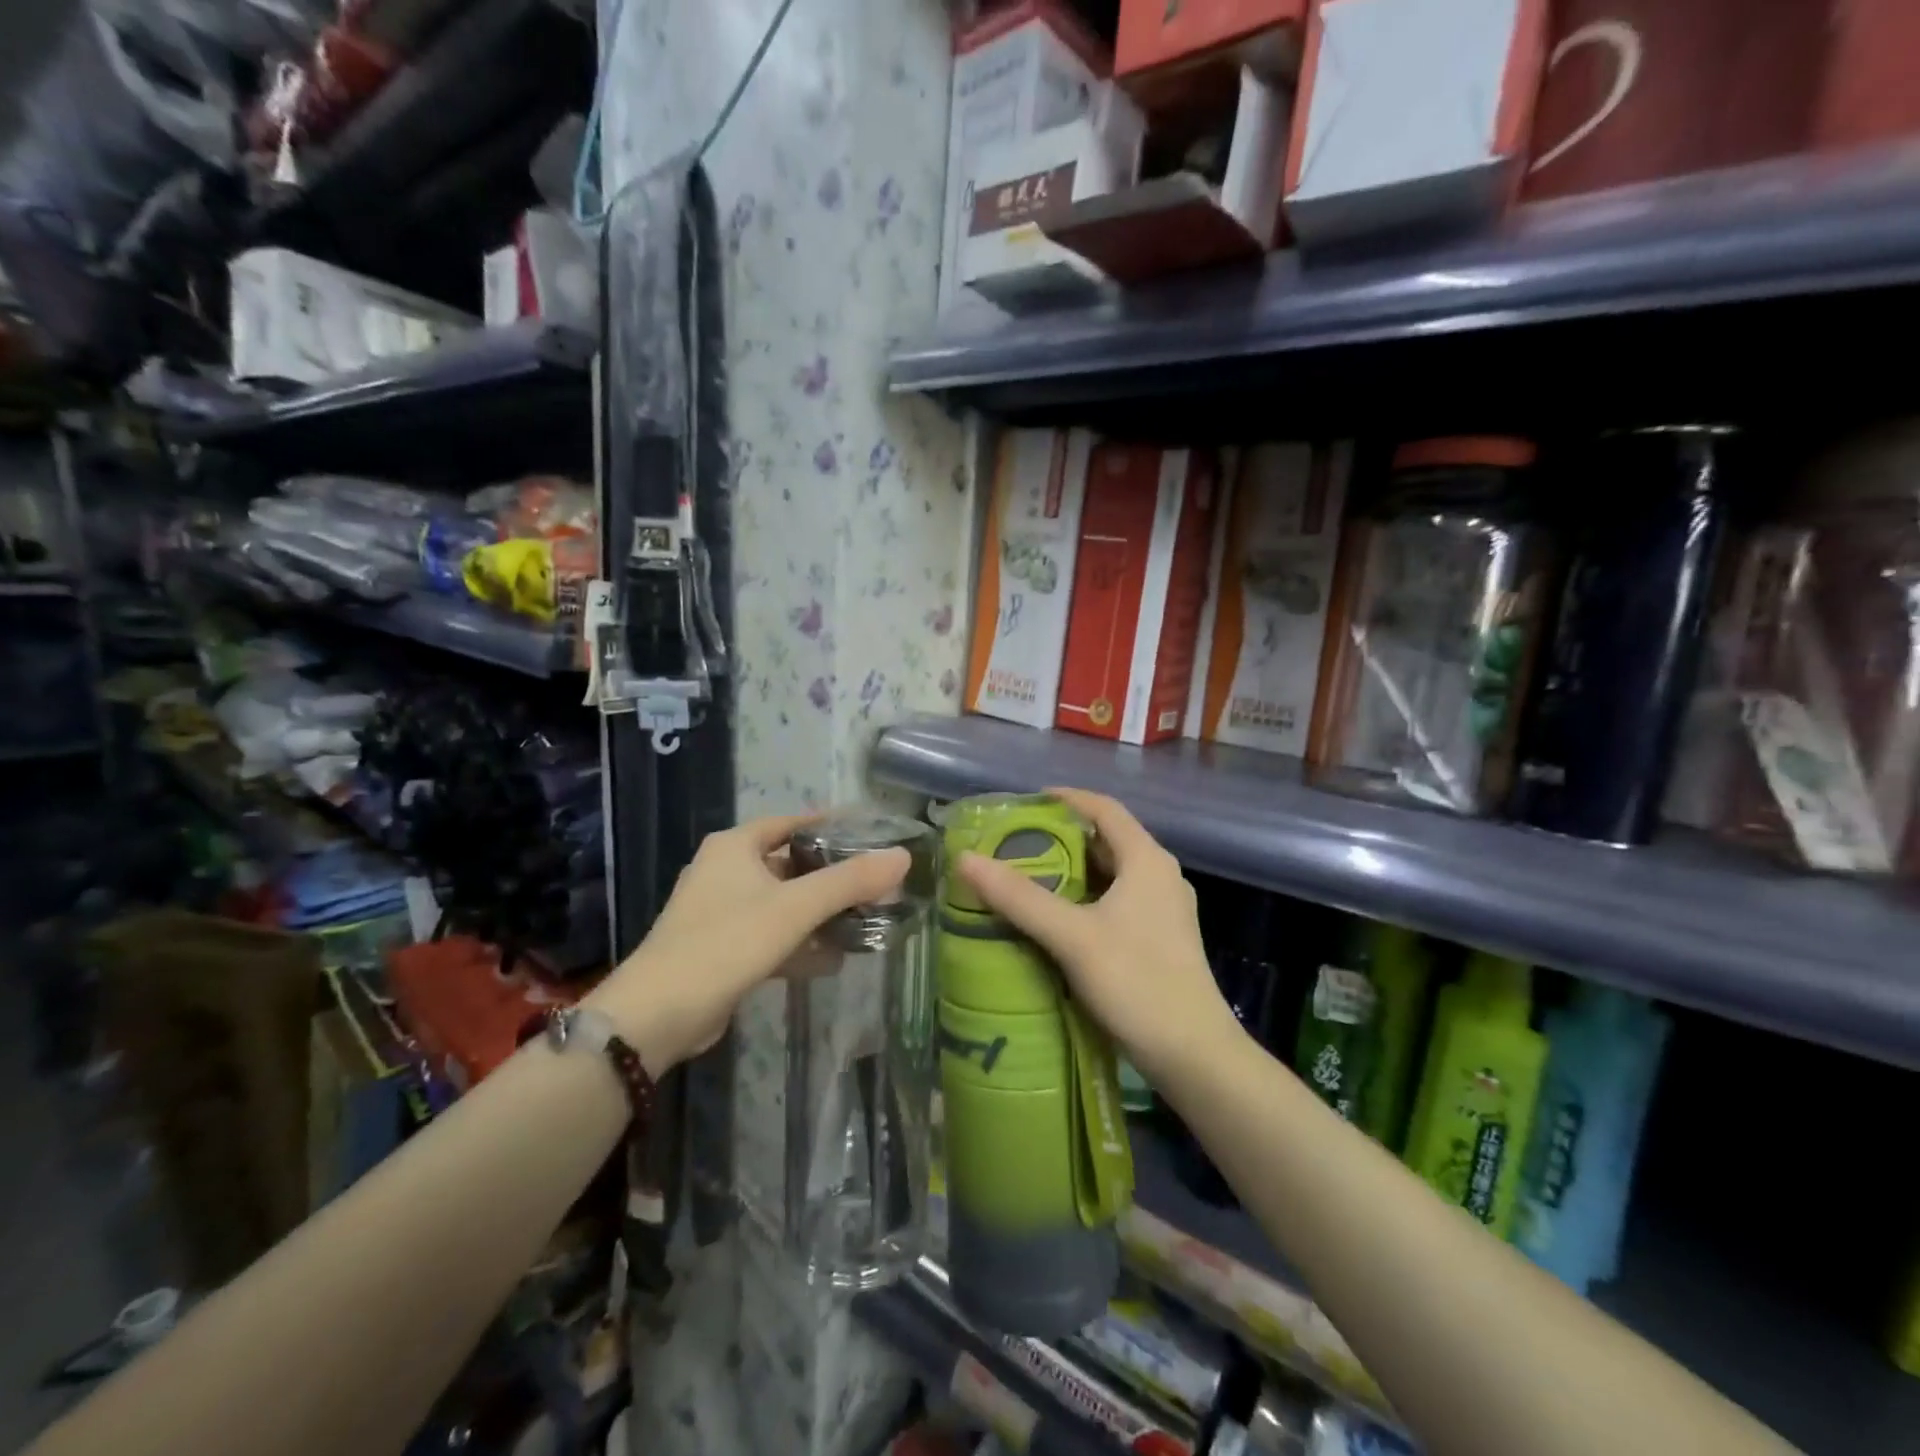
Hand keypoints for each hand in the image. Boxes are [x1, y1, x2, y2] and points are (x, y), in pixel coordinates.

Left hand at [587, 813, 909, 1071]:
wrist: (659, 1015)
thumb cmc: (726, 942)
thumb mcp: (794, 907)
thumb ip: (849, 881)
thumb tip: (903, 856)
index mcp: (734, 847)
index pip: (792, 822)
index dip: (831, 825)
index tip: (870, 834)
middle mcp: (725, 871)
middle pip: (790, 864)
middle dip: (831, 876)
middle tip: (875, 883)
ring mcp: (721, 913)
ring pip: (783, 903)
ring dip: (819, 913)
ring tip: (865, 920)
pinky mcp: (723, 949)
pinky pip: (772, 936)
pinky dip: (800, 944)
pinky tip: (834, 960)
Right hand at [956, 787, 1239, 1085]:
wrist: (1194, 1055)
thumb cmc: (1137, 982)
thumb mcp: (1072, 936)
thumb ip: (1020, 897)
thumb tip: (966, 859)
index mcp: (1146, 861)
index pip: (1104, 809)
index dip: (1067, 799)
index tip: (1025, 802)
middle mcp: (1159, 876)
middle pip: (1106, 841)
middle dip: (1061, 838)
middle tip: (1014, 844)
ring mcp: (1163, 910)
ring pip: (1110, 875)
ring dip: (1071, 872)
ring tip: (1025, 878)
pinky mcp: (1159, 939)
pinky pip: (1116, 903)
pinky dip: (1084, 900)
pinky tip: (1054, 920)